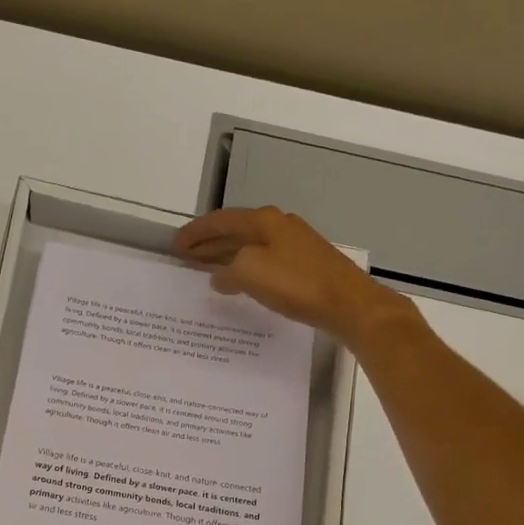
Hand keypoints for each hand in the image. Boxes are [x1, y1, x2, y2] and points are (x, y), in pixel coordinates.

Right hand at [173, 206, 408, 347]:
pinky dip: (245, 266)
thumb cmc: (296, 284)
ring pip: (250, 245)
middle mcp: (279, 225)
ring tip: (206, 269)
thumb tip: (219, 276)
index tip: (175, 246)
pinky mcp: (306, 263)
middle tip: (185, 256)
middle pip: (235, 230)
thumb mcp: (250, 273)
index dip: (196, 232)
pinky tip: (240, 281)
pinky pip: (264, 259)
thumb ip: (228, 271)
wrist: (348, 304)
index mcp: (263, 220)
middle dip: (209, 242)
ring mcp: (295, 243)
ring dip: (226, 255)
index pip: (220, 220)